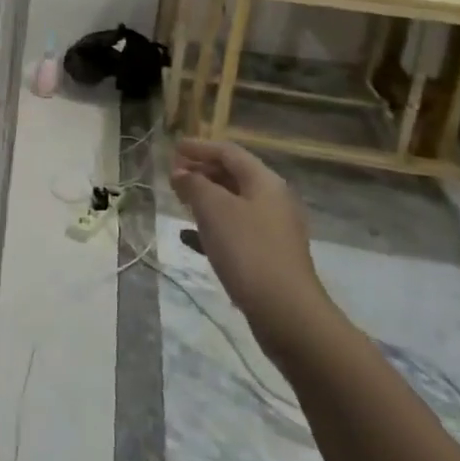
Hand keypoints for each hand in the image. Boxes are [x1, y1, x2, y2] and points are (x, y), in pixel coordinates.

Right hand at [171, 139, 324, 326]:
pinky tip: (190, 238)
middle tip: (173, 175)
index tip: (174, 148)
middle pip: (233, 175)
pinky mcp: (268, 256)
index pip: (229, 152)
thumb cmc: (248, 250)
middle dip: (202, 172)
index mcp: (265, 182)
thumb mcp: (214, 210)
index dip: (200, 147)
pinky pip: (235, 230)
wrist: (286, 313)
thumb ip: (194, 185)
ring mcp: (273, 230)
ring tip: (179, 202)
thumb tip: (181, 173)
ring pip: (233, 204)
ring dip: (205, 199)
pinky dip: (212, 226)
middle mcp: (273, 200)